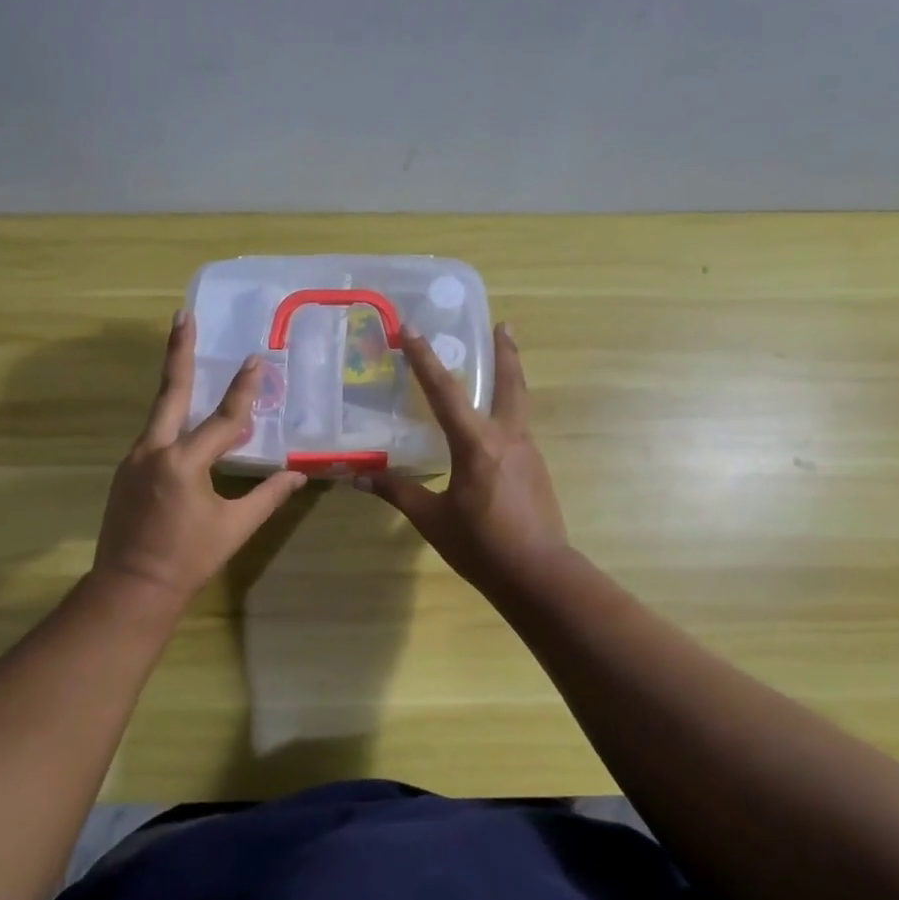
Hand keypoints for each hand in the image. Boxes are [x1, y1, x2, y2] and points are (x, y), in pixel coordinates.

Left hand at [92, 313, 307, 605]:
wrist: (131, 588)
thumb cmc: (189, 559)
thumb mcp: (235, 527)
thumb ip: (267, 496)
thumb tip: (298, 475)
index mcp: (184, 464)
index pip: (223, 419)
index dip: (243, 391)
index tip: (255, 361)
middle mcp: (154, 451)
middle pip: (170, 392)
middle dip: (178, 352)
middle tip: (182, 316)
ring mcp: (135, 459)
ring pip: (160, 413)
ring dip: (175, 384)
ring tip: (186, 354)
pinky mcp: (126, 471)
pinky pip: (154, 435)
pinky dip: (173, 421)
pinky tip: (186, 422)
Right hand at [357, 322, 567, 592]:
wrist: (539, 575)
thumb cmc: (482, 546)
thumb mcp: (432, 519)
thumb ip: (399, 492)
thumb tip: (359, 477)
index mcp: (477, 445)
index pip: (445, 392)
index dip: (425, 359)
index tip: (412, 329)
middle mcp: (507, 438)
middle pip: (510, 384)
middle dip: (506, 352)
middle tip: (504, 324)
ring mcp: (528, 452)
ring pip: (518, 405)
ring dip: (510, 380)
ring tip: (501, 364)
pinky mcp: (536, 469)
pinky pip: (519, 429)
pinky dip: (508, 413)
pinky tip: (496, 428)